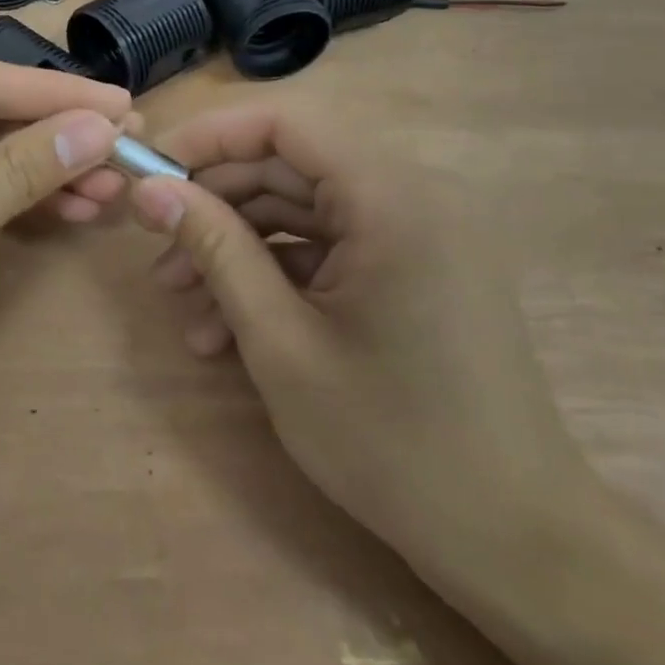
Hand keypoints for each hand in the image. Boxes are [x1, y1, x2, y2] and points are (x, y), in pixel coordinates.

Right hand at [128, 101, 593, 596]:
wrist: (513, 540)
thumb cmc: (391, 440)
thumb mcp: (280, 341)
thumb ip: (215, 248)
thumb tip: (150, 190)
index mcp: (391, 197)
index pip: (284, 123)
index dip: (209, 138)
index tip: (150, 174)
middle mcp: (412, 196)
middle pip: (290, 168)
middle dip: (216, 207)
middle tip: (157, 252)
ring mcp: (417, 235)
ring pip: (304, 213)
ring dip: (238, 250)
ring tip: (183, 306)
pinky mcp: (415, 271)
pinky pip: (332, 250)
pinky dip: (278, 277)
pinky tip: (228, 331)